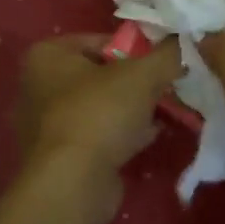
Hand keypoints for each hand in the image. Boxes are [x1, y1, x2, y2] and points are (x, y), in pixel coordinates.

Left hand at [14, 34, 183, 186]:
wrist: (72, 183)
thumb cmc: (99, 113)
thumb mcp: (142, 75)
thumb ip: (167, 54)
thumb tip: (184, 41)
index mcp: (48, 56)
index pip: (101, 40)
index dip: (137, 48)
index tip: (163, 60)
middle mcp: (40, 86)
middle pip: (102, 74)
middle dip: (137, 81)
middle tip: (168, 85)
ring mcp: (48, 125)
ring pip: (103, 106)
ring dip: (133, 109)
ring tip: (166, 109)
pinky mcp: (61, 157)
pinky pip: (99, 135)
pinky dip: (123, 134)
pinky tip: (151, 135)